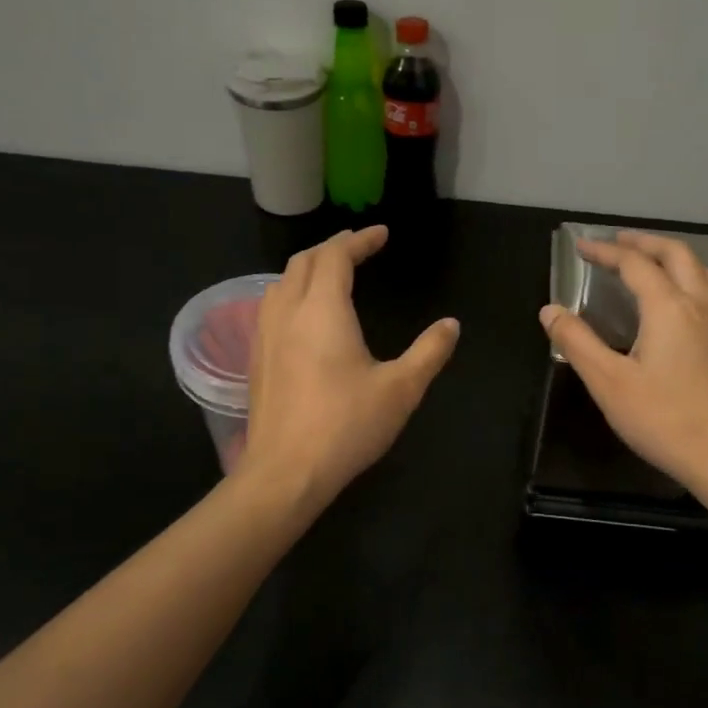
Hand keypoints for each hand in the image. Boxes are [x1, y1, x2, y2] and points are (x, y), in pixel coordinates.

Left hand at [239, 226, 459, 508]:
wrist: (286, 472)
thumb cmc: (347, 426)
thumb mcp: (401, 389)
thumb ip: (429, 352)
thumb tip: (451, 325)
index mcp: (323, 310)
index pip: (336, 256)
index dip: (359, 240)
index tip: (381, 234)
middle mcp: (288, 312)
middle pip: (304, 261)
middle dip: (332, 248)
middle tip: (359, 249)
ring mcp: (265, 336)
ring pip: (281, 282)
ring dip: (308, 268)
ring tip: (332, 275)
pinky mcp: (256, 359)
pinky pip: (271, 307)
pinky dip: (292, 292)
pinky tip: (305, 316)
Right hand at [540, 231, 707, 497]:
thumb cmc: (664, 420)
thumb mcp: (608, 383)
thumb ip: (577, 342)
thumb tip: (550, 310)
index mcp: (669, 308)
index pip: (635, 264)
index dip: (606, 251)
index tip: (581, 247)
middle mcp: (698, 305)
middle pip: (676, 254)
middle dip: (644, 242)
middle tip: (616, 242)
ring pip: (699, 270)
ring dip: (670, 256)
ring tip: (646, 262)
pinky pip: (707, 291)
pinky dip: (686, 277)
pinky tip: (673, 303)